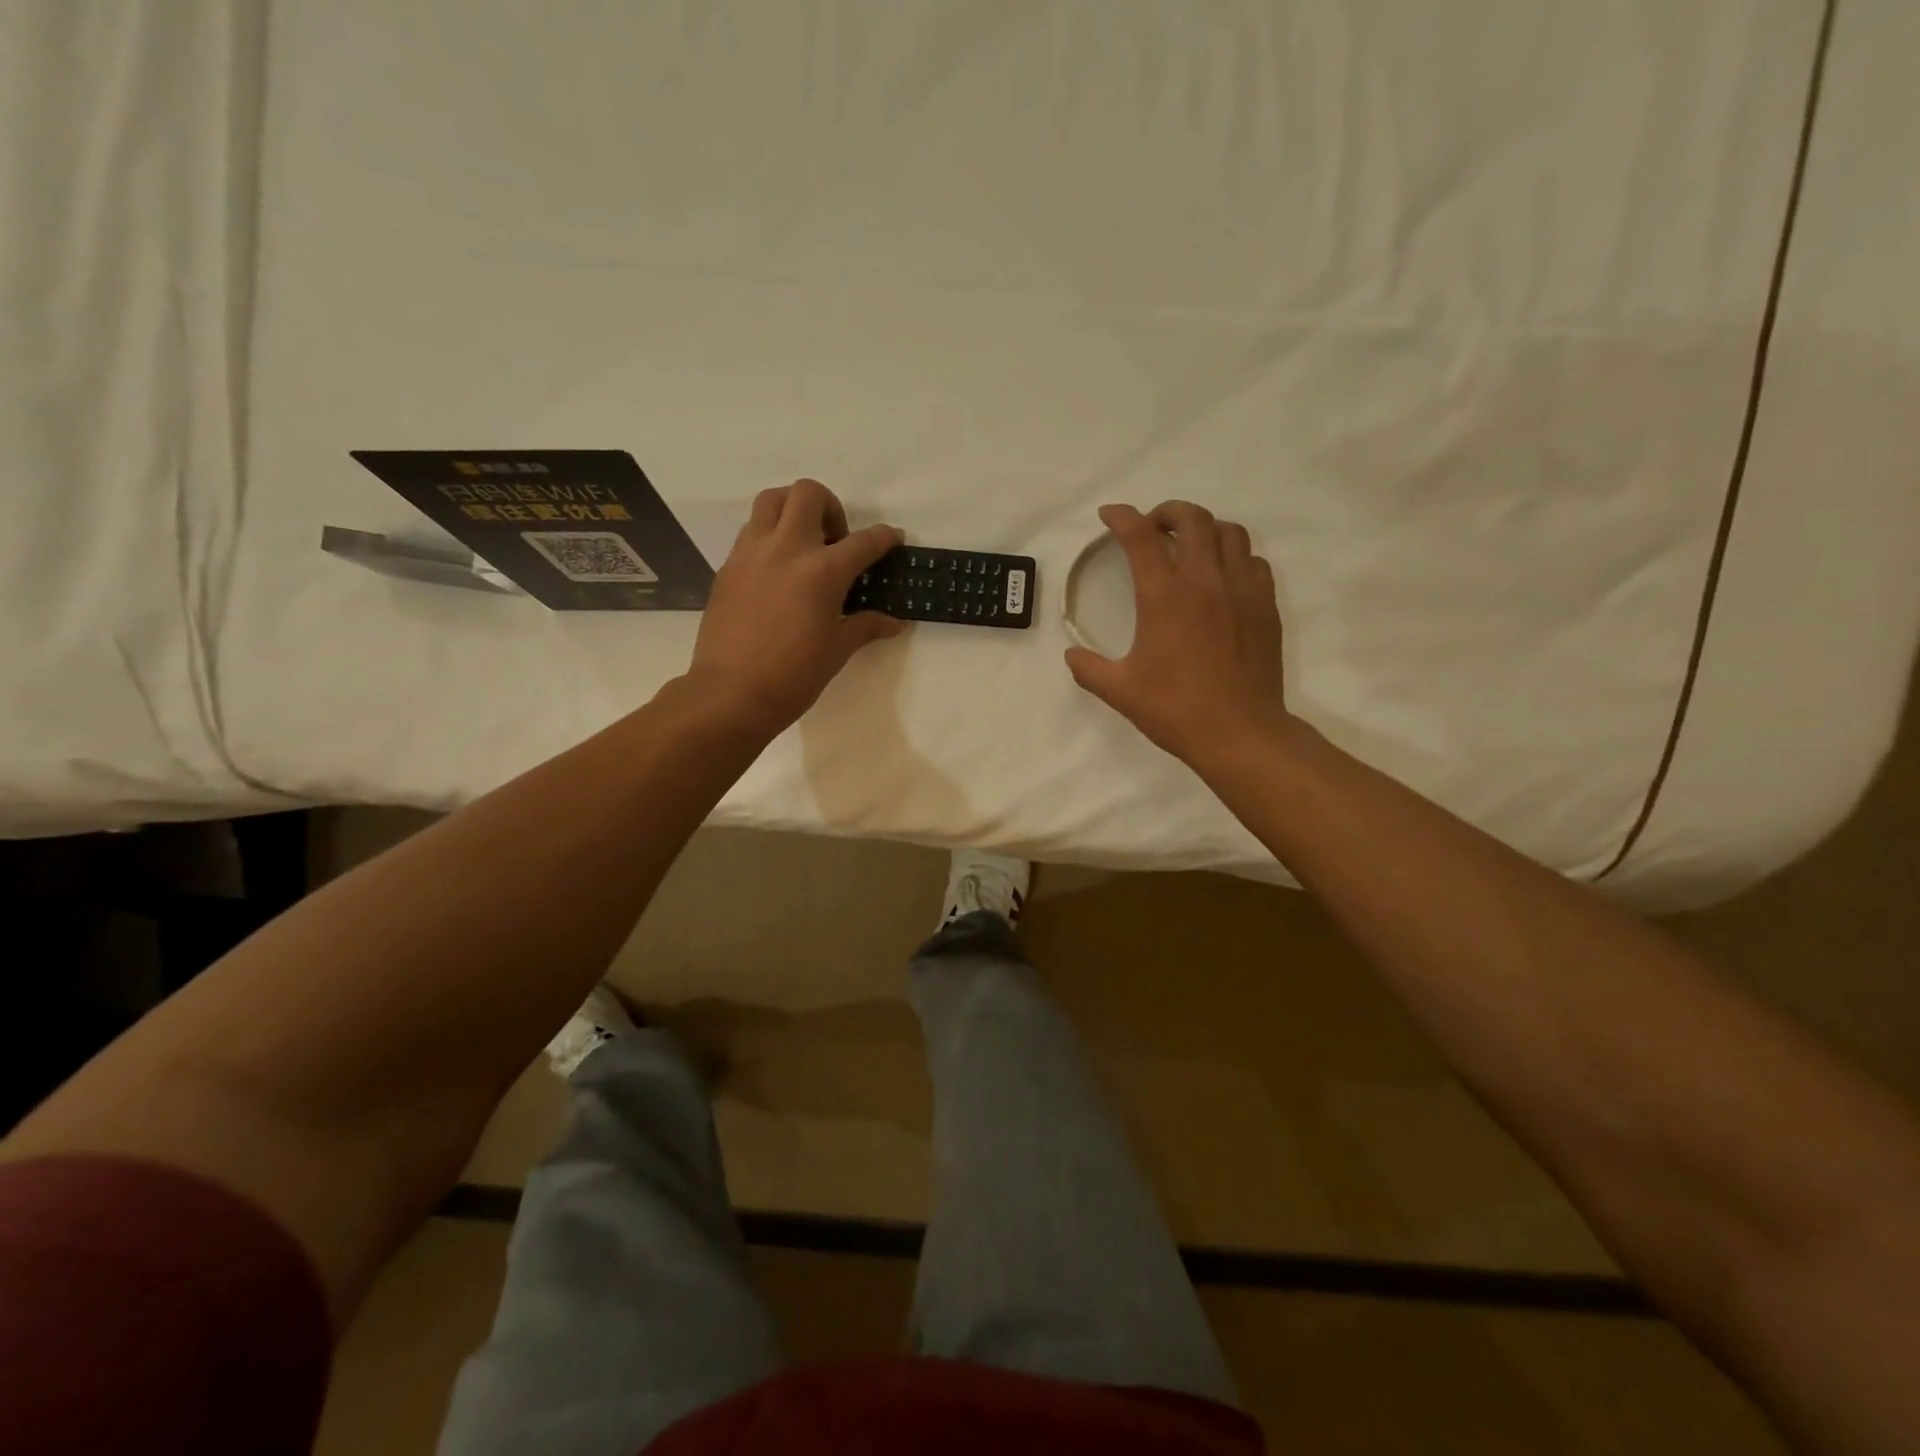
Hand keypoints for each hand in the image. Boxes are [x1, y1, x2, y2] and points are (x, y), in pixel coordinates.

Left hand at [688, 479, 904, 735]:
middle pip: (808, 493)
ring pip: (772, 500)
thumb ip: (866, 626)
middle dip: (831, 507)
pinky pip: (751, 531)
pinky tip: (778, 573)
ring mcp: (751, 553)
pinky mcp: (728, 566)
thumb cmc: (793, 676)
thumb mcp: (838, 650)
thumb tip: (895, 622)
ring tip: (803, 545)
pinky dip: (770, 537)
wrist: (731, 694)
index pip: (864, 541)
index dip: (885, 537)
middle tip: (836, 540)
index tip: (893, 540)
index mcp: (822, 571)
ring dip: (793, 510)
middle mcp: (786, 549)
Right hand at [1065, 501, 1293, 767]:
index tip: (1109, 515)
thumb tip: (1071, 655)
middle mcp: (1205, 580)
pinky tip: (1223, 575)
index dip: (1121, 517)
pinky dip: (1235, 556)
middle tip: (1152, 527)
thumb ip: (1088, 668)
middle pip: (1191, 518)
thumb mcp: (1119, 691)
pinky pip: (1254, 561)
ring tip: (1190, 544)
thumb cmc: (1175, 709)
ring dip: (1205, 527)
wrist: (1240, 732)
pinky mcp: (1266, 606)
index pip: (1140, 536)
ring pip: (1229, 532)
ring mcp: (1241, 590)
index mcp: (1164, 596)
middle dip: (1166, 511)